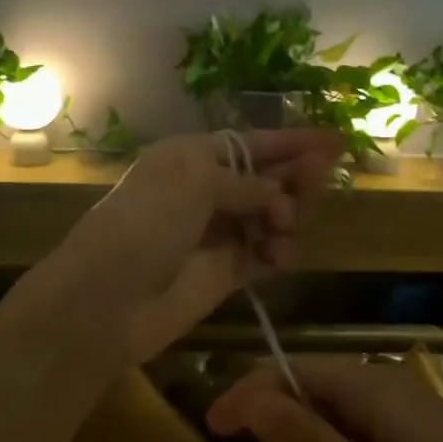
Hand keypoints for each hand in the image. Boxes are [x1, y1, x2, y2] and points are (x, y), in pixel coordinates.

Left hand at [38, 130, 342, 363]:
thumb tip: (276, 195)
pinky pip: (263, 255)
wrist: (107, 300)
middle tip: (322, 178)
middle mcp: (204, 191)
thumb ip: (244, 183)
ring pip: (269, 217)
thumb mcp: (193, 183)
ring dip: (287, 216)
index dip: (291, 142)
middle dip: (294, 177)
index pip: (250, 144)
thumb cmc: (145, 224)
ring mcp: (215, 234)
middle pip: (264, 179)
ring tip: (285, 225)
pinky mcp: (224, 273)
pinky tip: (278, 255)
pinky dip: (277, 252)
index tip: (335, 141)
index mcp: (189, 158)